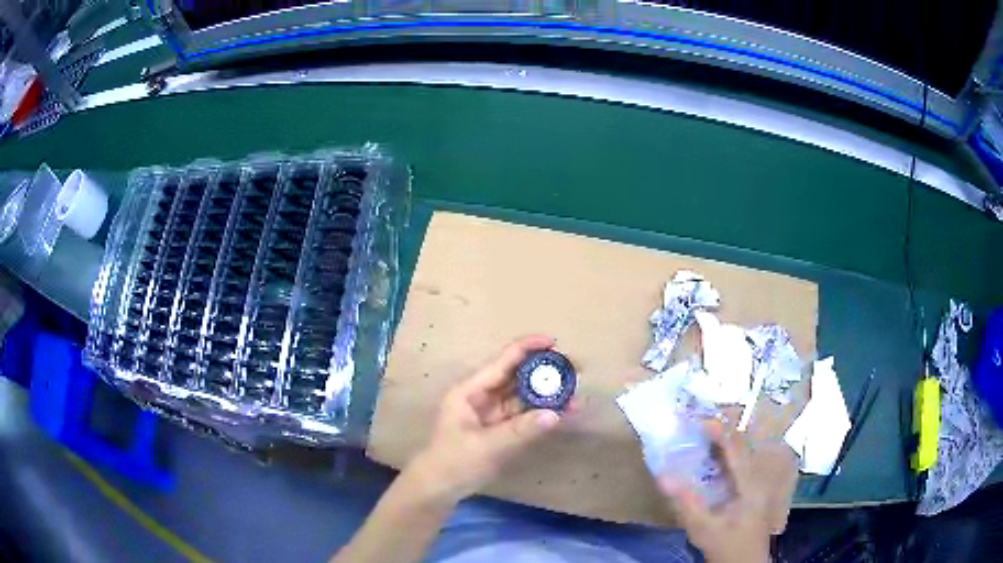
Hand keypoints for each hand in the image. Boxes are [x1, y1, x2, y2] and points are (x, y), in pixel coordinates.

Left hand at [407, 335, 568, 503]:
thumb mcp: (485, 446)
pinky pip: (526, 416)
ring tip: (577, 393)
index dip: (527, 348)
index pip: (502, 361)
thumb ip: (520, 430)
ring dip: (549, 394)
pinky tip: (565, 412)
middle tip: (576, 368)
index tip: (554, 342)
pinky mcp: (501, 430)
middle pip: (517, 376)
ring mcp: (493, 414)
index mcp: (470, 391)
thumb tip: (555, 414)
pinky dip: (544, 414)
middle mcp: (483, 397)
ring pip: (525, 397)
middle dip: (545, 371)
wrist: (439, 489)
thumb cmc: (453, 462)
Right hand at [659, 420, 770, 562]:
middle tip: (695, 425)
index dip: (719, 431)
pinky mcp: (752, 493)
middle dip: (720, 432)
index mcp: (750, 484)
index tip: (697, 420)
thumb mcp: (702, 527)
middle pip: (742, 446)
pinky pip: (738, 467)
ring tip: (700, 436)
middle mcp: (757, 479)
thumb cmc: (726, 546)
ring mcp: (756, 486)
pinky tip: (709, 461)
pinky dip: (723, 459)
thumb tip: (663, 474)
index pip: (736, 448)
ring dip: (722, 444)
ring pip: (741, 456)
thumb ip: (685, 501)